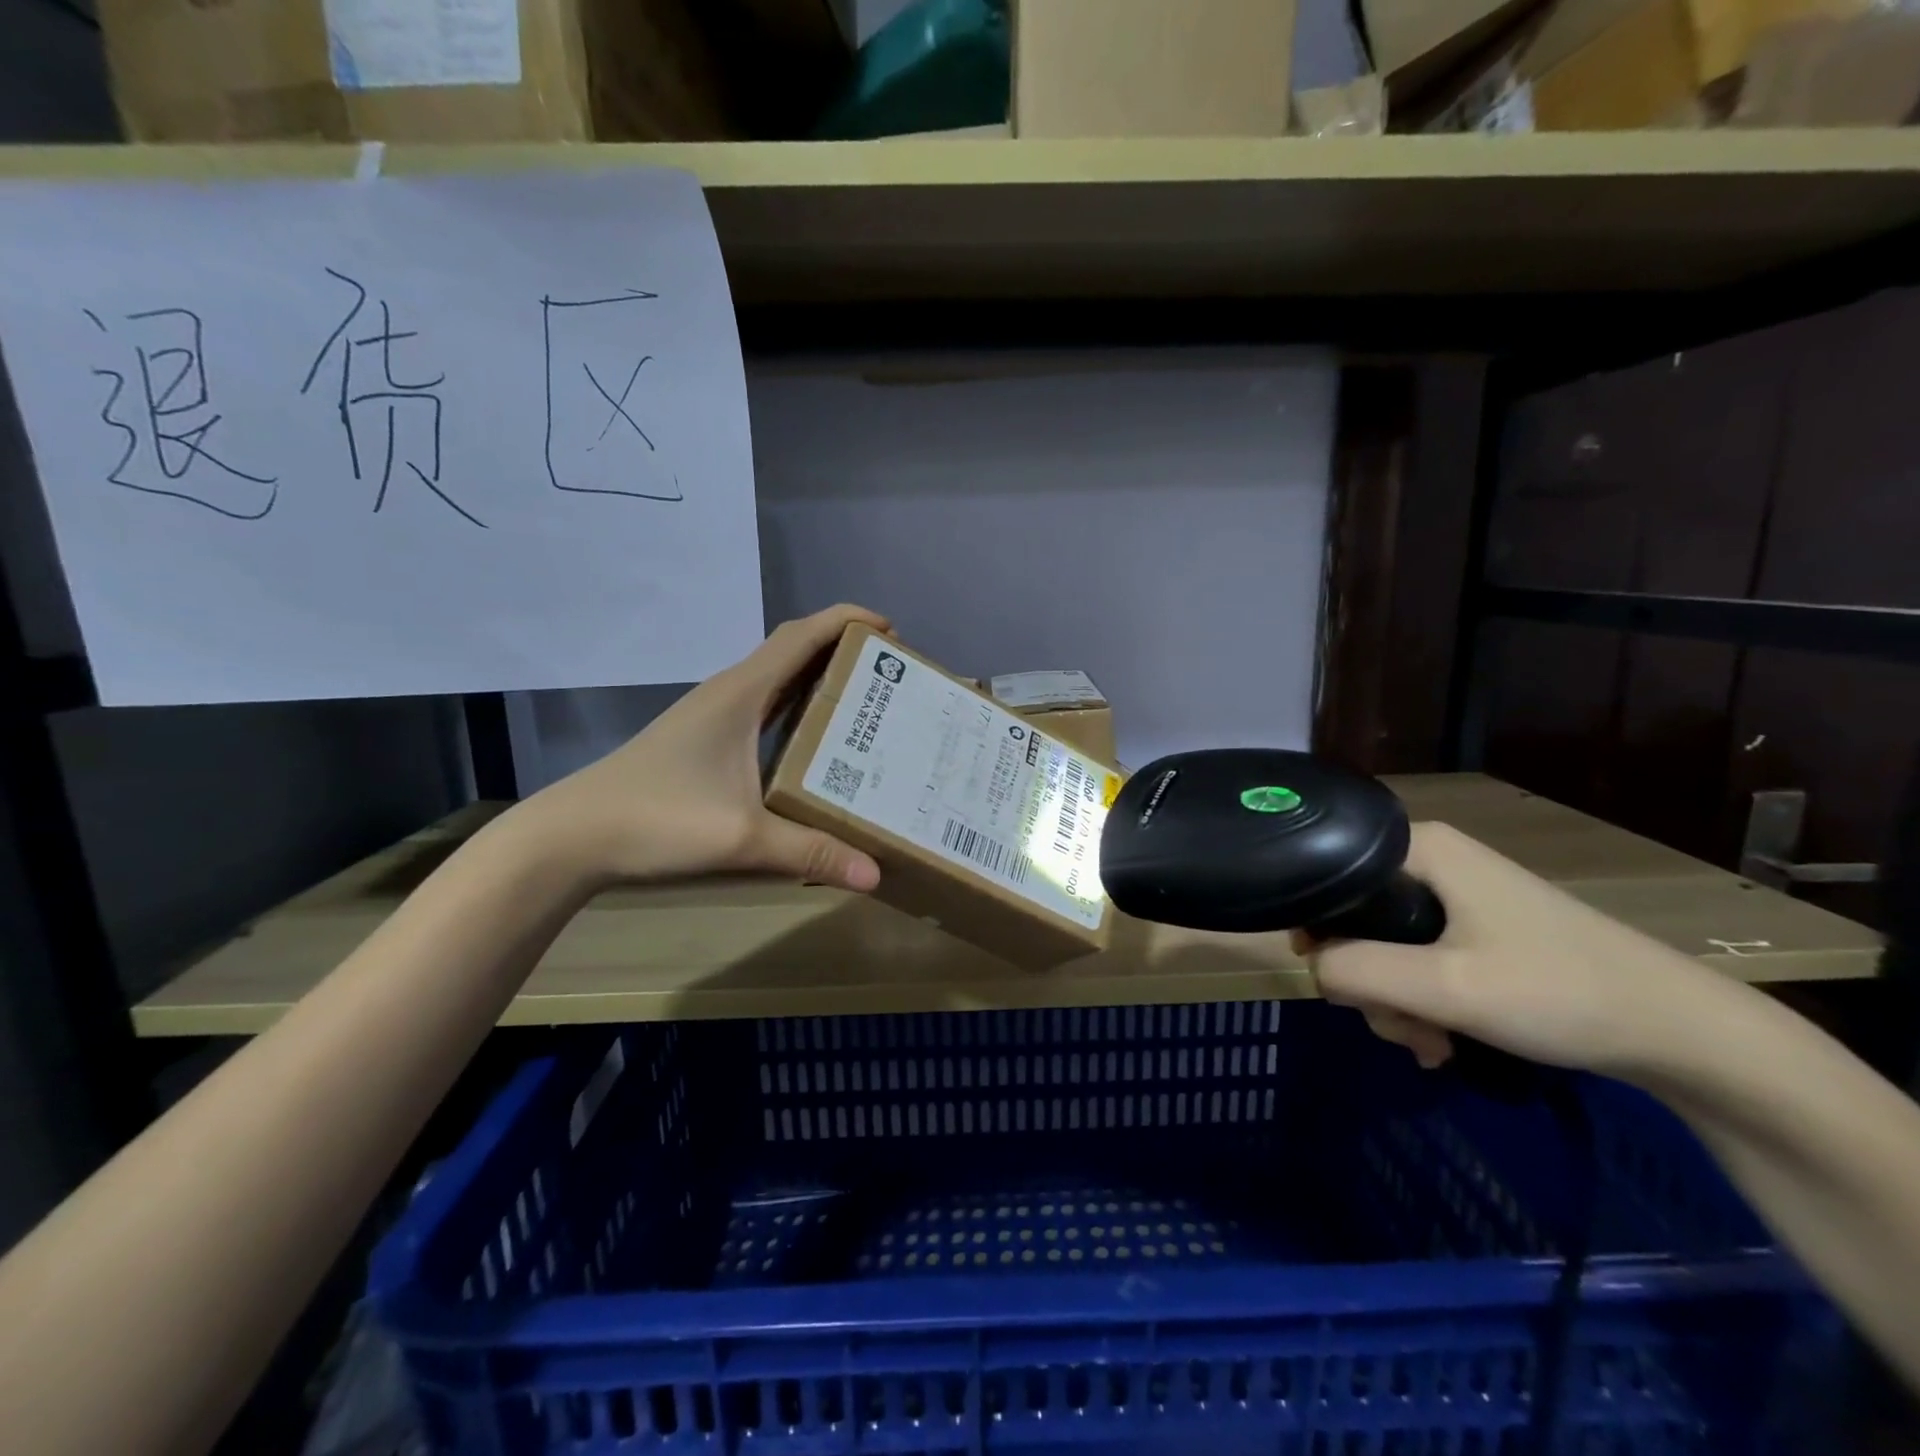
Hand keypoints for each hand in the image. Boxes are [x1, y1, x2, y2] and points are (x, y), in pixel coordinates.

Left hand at [506, 604, 889, 892]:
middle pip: (793, 651)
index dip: (847, 622)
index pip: (801, 637)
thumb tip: (874, 874)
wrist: (573, 837)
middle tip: (889, 677)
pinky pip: (763, 709)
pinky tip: (813, 743)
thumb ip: (810, 852)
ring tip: (864, 706)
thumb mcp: (742, 838)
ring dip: (819, 680)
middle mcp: (729, 694)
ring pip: (777, 681)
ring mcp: (712, 717)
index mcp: (741, 694)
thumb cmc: (657, 819)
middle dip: (843, 652)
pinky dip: (796, 710)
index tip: (890, 630)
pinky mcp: (704, 741)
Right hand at [1301, 822, 1711, 1076]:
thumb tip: (1311, 968)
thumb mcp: (1444, 986)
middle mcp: (1429, 860)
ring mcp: (1454, 894)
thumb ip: (1356, 971)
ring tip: (1433, 1046)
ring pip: (1383, 946)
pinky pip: (1417, 958)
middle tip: (1404, 1028)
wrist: (1680, 1031)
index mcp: (1417, 848)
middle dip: (1368, 983)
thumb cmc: (1558, 991)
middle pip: (1355, 918)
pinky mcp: (1476, 927)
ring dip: (1395, 1002)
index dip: (1320, 929)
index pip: (1328, 875)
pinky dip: (1421, 1001)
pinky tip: (1444, 1041)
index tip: (1344, 984)